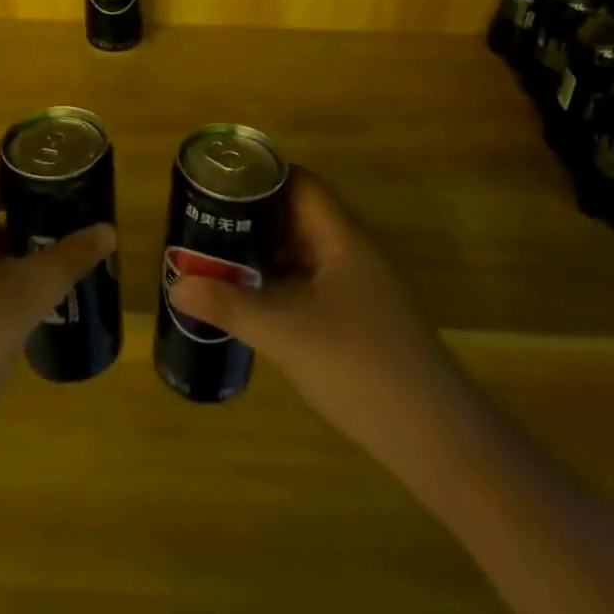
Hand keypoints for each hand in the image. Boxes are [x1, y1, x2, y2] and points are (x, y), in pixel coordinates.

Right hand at [168, 170, 465, 465]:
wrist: (436, 438)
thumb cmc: (361, 366)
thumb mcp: (287, 333)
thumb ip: (230, 305)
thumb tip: (177, 282)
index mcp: (341, 238)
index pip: (300, 184)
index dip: (261, 176)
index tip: (218, 181)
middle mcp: (351, 253)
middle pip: (297, 217)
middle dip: (253, 217)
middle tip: (206, 222)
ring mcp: (357, 289)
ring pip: (303, 254)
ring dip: (265, 254)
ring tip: (218, 258)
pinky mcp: (358, 322)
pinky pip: (310, 285)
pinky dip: (280, 285)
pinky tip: (252, 303)